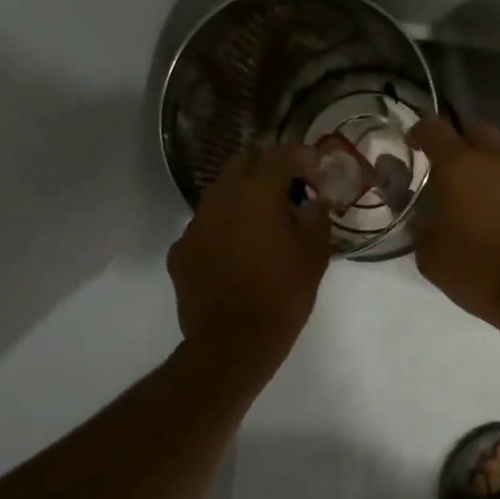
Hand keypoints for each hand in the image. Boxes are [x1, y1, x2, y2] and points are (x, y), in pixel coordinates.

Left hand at [168, 144, 331, 376]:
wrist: (232, 343)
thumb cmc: (282, 296)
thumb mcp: (314, 256)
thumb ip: (317, 218)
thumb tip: (318, 200)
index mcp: (257, 195)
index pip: (279, 155)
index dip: (300, 155)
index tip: (315, 166)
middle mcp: (220, 200)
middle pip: (242, 163)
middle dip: (267, 168)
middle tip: (289, 187)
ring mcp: (195, 225)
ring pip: (220, 193)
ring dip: (243, 196)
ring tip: (263, 219)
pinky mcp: (181, 251)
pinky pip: (206, 226)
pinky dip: (224, 227)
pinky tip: (237, 250)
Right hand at [407, 115, 499, 330]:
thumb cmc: (476, 269)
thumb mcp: (430, 254)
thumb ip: (419, 225)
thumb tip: (419, 217)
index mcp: (460, 166)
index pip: (434, 128)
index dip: (419, 132)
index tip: (412, 147)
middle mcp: (496, 161)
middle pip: (475, 130)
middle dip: (458, 140)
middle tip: (446, 167)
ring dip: (485, 168)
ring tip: (474, 200)